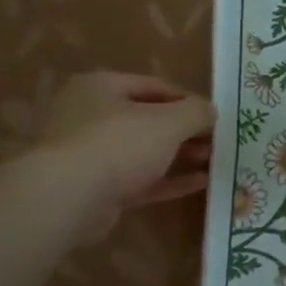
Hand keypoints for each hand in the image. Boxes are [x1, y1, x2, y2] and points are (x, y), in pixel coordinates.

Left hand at [38, 72, 215, 236]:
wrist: (67, 198)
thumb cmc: (118, 144)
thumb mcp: (169, 121)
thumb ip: (196, 112)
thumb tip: (211, 111)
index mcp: (102, 87)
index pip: (156, 87)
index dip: (190, 100)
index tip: (217, 117)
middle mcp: (92, 115)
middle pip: (150, 119)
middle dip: (187, 131)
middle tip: (218, 142)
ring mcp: (92, 154)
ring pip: (145, 151)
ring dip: (181, 156)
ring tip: (215, 162)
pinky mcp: (97, 188)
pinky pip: (141, 179)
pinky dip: (169, 180)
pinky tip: (201, 183)